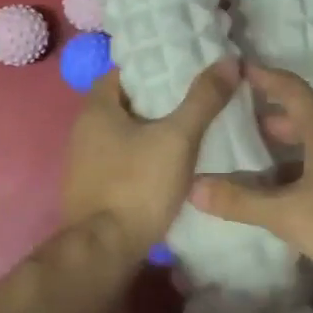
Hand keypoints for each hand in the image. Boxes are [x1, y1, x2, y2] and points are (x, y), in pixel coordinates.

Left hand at [62, 59, 240, 253]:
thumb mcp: (178, 138)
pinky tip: (171, 163)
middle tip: (197, 96)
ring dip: (152, 129)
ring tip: (191, 127)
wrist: (104, 251)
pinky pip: (123, 159)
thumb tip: (229, 61)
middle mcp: (83, 130)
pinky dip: (145, 155)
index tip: (186, 69)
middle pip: (126, 102)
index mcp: (96, 108)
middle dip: (159, 98)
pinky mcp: (94, 188)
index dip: (155, 67)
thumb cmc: (137, 185)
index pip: (124, 72)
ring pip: (125, 133)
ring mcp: (85, 162)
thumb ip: (203, 100)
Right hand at [189, 64, 312, 292]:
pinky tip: (289, 195)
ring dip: (287, 147)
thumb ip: (241, 200)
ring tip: (256, 158)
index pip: (290, 88)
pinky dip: (302, 171)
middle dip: (270, 114)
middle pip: (303, 115)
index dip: (263, 76)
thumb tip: (193, 186)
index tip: (238, 68)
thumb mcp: (288, 213)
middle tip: (237, 118)